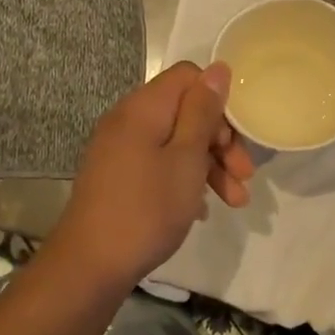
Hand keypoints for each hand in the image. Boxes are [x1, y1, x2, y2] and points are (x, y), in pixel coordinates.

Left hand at [52, 62, 254, 287]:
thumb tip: (218, 68)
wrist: (90, 266)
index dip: (218, 101)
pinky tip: (202, 209)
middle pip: (185, 111)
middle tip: (244, 176)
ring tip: (235, 202)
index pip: (189, 76)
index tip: (235, 138)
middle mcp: (128, 119)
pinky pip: (159, 163)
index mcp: (144, 107)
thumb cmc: (147, 208)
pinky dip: (184, 179)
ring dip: (209, 165)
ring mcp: (120, 148)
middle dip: (220, 141)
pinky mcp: (118, 175)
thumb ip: (203, 111)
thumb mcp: (187, 158)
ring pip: (175, 141)